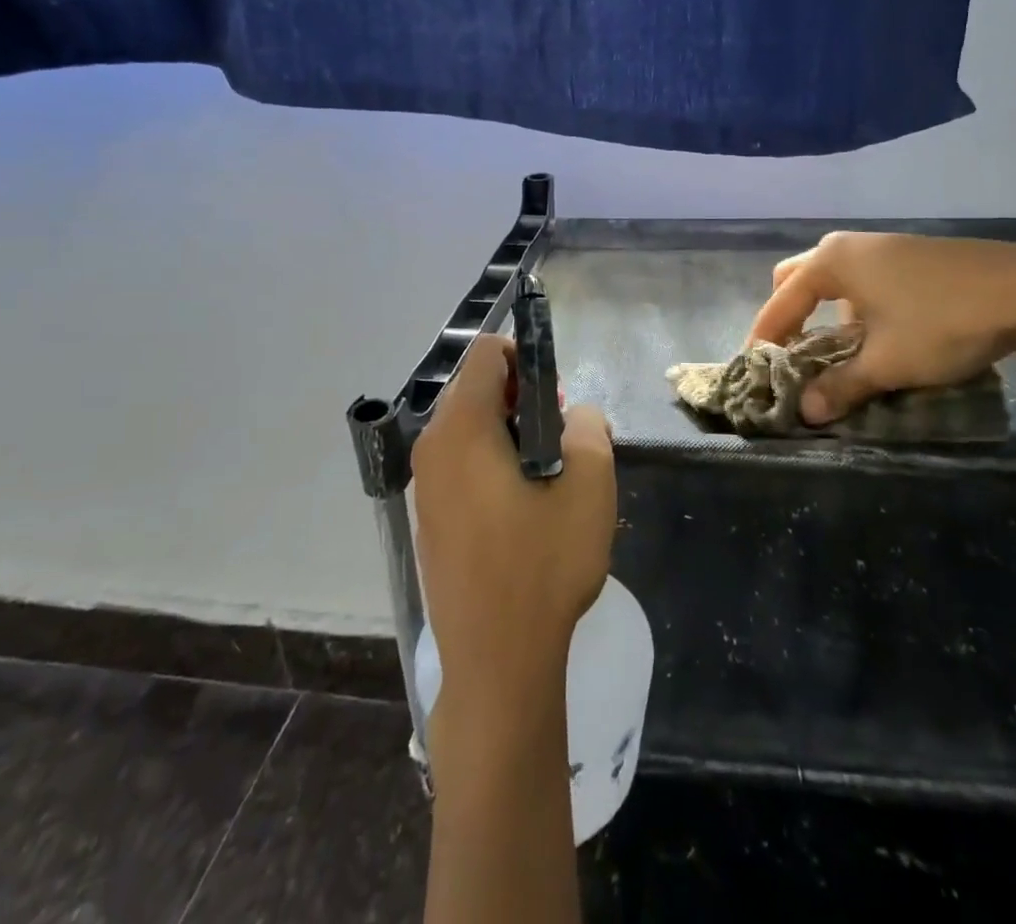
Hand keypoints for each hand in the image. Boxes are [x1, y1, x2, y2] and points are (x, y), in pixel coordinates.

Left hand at [412, 336, 615, 703]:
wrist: (497, 662)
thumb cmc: (543, 564)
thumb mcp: (590, 484)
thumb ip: (588, 426)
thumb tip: (575, 416)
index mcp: (462, 428)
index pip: (486, 354)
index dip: (526, 358)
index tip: (555, 398)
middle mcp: (432, 448)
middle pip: (474, 389)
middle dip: (519, 398)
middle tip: (558, 439)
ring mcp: (425, 486)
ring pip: (467, 429)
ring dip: (508, 433)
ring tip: (547, 478)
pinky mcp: (430, 520)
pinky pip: (459, 465)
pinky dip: (490, 464)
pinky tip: (522, 510)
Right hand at [748, 233, 1015, 424]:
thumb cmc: (941, 322)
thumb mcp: (887, 362)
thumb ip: (841, 386)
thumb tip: (805, 413)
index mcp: (831, 262)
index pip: (780, 302)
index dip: (765, 338)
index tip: (756, 370)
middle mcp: (849, 246)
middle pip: (798, 279)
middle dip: (788, 315)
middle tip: (791, 354)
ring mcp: (882, 247)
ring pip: (833, 280)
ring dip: (823, 313)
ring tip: (834, 353)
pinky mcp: (910, 256)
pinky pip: (862, 281)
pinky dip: (853, 307)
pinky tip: (877, 336)